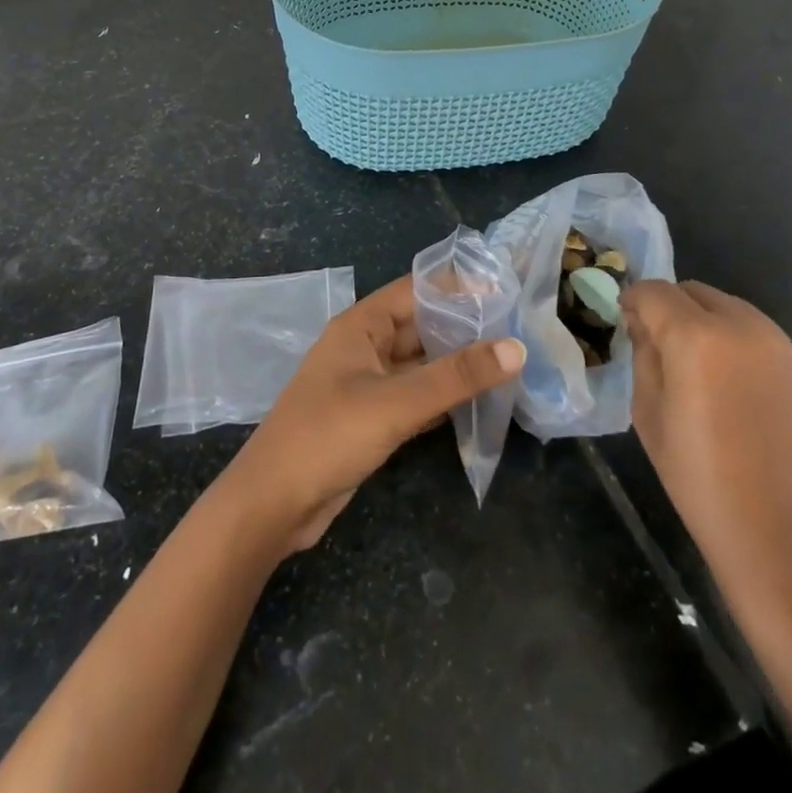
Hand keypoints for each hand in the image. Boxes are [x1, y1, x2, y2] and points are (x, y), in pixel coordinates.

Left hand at [221, 276, 525, 553]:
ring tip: (508, 362)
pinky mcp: (371, 418)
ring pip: (420, 364)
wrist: (273, 505)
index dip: (458, 287)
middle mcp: (364, 347)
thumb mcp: (396, 403)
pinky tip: (479, 401)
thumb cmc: (328, 436)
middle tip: (517, 330)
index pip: (416, 290)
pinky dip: (444, 397)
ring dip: (457, 364)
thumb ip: (456, 377)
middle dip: (464, 328)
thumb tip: (517, 348)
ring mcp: (367, 384)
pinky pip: (415, 396)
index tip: (504, 290)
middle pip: (421, 326)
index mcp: (361, 326)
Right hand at [623, 279, 791, 710]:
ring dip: (702, 321)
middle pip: (692, 291)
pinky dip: (733, 341)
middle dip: (668, 308)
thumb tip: (645, 327)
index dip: (632, 301)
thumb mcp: (648, 415)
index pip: (653, 291)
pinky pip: (756, 334)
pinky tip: (730, 386)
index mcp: (696, 337)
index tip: (624, 323)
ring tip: (694, 367)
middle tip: (655, 345)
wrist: (785, 540)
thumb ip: (644, 357)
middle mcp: (742, 326)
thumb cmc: (701, 482)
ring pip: (727, 307)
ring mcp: (780, 345)